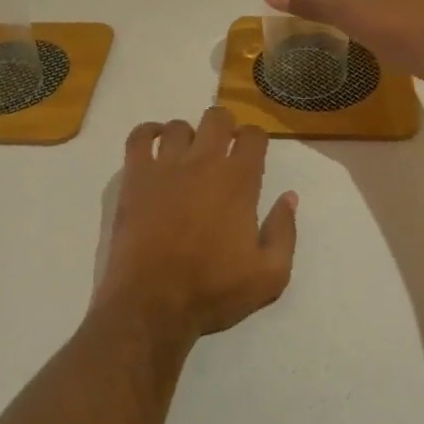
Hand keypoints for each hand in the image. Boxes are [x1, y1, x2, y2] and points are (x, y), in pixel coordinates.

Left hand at [96, 106, 297, 346]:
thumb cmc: (213, 291)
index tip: (253, 154)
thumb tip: (289, 197)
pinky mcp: (135, 177)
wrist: (153, 305)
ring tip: (188, 156)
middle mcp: (203, 162)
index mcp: (238, 181)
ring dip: (188, 136)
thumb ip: (285, 232)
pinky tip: (155, 144)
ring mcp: (165, 166)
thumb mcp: (270, 276)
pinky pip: (139, 136)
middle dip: (225, 127)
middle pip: (217, 118)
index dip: (256, 139)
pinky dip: (148, 132)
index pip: (253, 136)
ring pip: (179, 126)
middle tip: (223, 151)